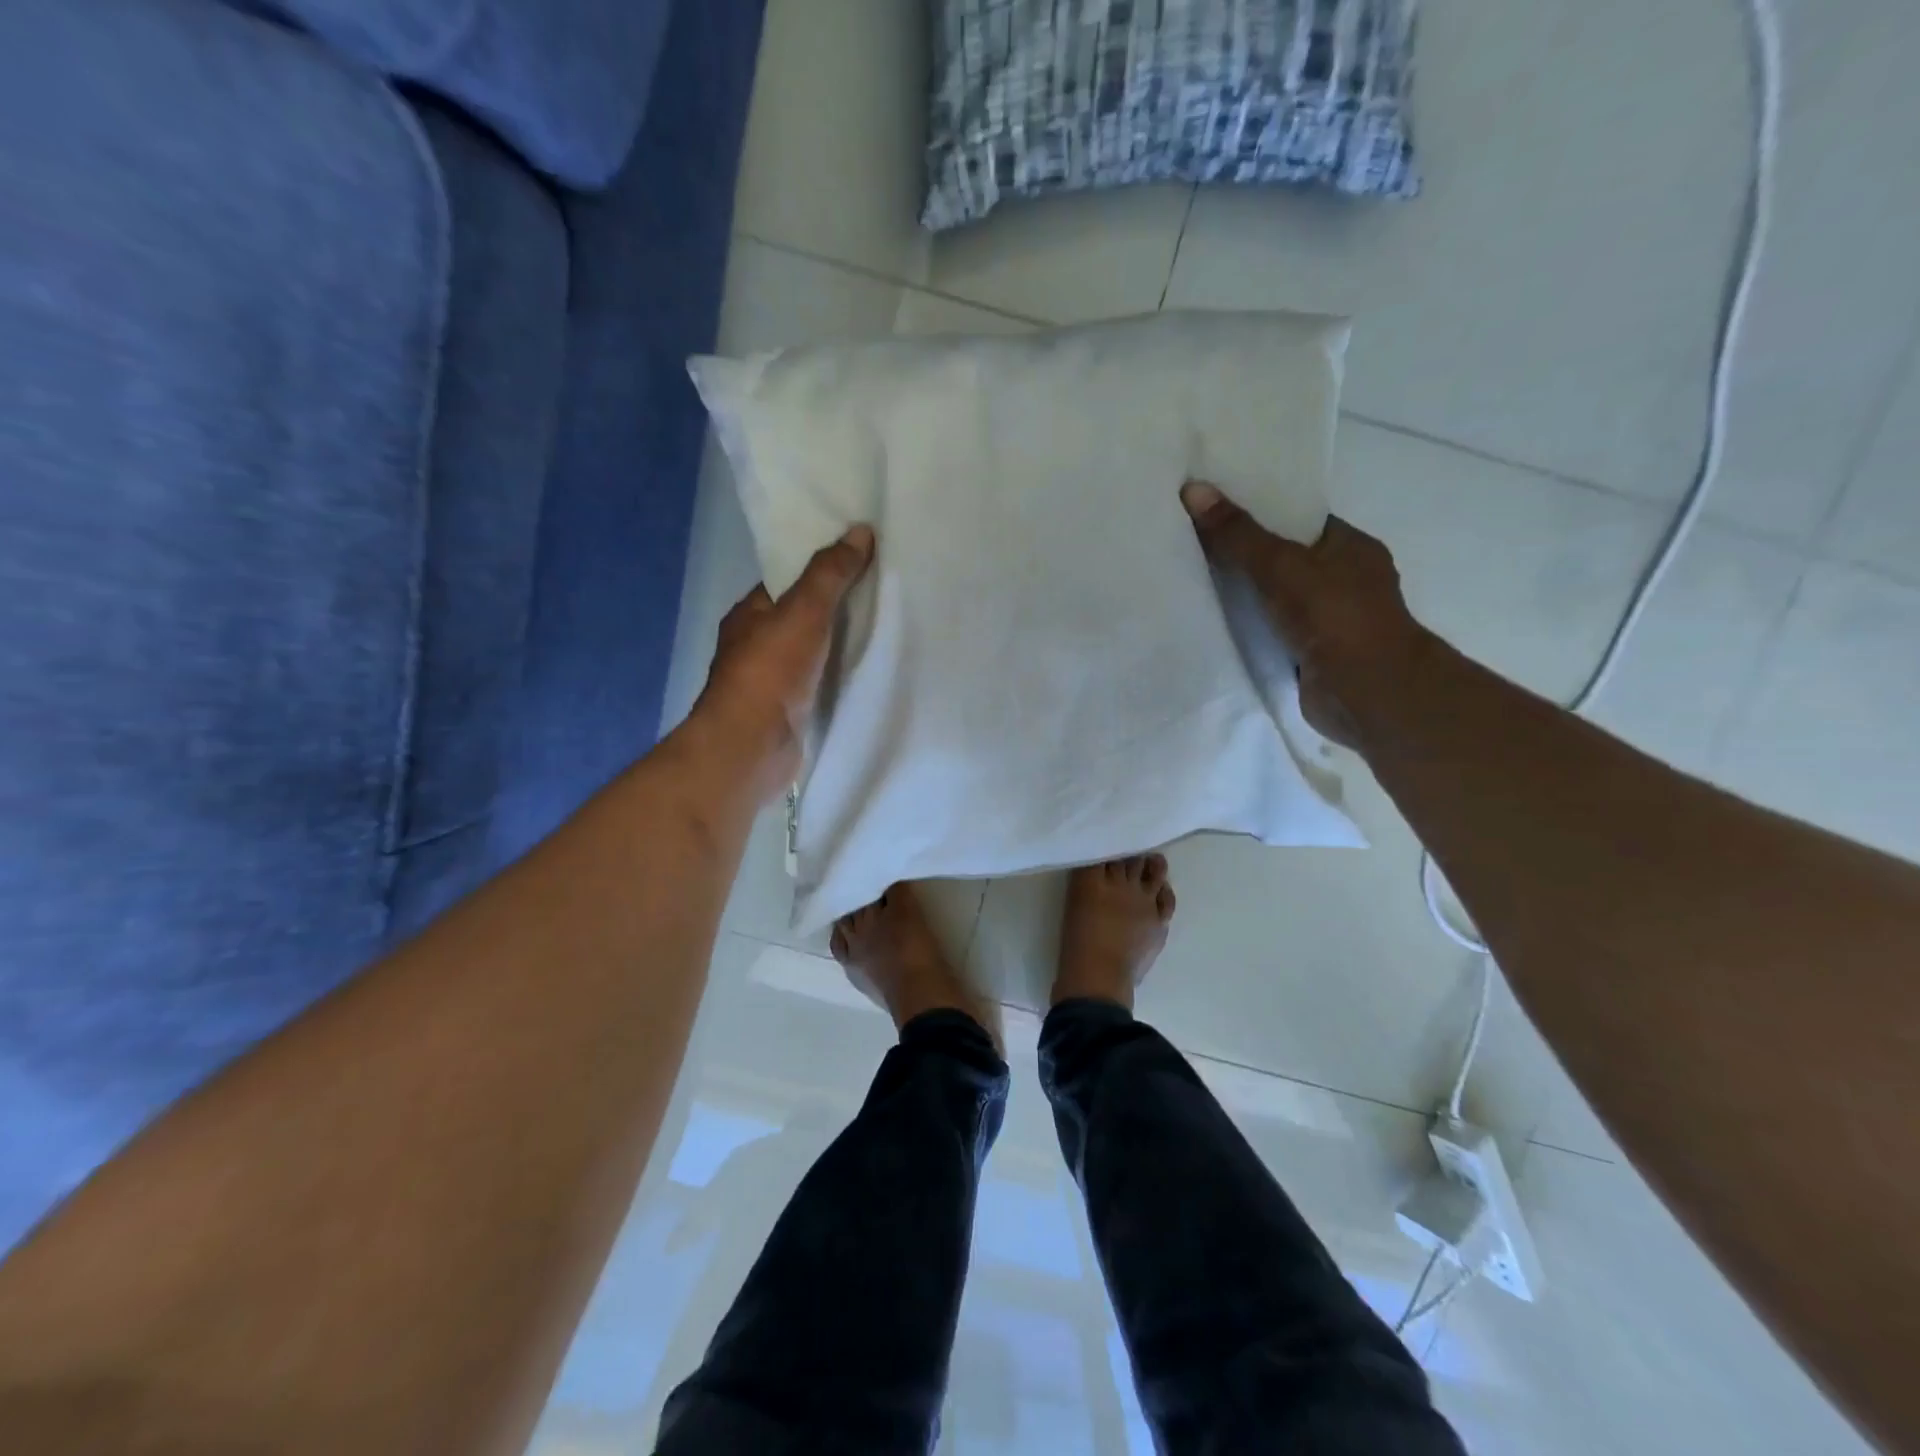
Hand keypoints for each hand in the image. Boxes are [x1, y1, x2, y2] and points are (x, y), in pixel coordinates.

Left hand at [694, 525, 874, 801]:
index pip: (785, 582)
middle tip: (882, 593)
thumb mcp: (803, 610)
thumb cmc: (770, 671)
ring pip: (813, 652)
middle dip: (836, 608)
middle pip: (801, 617)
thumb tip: (859, 530)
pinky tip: (869, 670)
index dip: (819, 570)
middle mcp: (755, 645)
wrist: (753, 746)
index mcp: (749, 615)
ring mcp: (772, 682)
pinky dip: (840, 675)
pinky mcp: (789, 712)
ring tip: (886, 627)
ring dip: (840, 644)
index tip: (859, 561)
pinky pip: (820, 683)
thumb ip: (830, 573)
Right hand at [1180, 481, 1427, 748]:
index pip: (1301, 521)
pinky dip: (1250, 631)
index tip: (1218, 512)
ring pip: (1278, 599)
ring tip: (1193, 583)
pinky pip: (1273, 633)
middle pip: (1286, 560)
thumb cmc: (1334, 616)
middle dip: (1246, 557)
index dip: (1262, 513)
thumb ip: (1237, 534)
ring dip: (1246, 598)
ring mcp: (1331, 622)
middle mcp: (1346, 581)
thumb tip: (1193, 489)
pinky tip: (1213, 626)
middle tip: (1195, 546)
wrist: (1365, 692)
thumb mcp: (1279, 565)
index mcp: (1351, 547)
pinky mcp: (1314, 656)